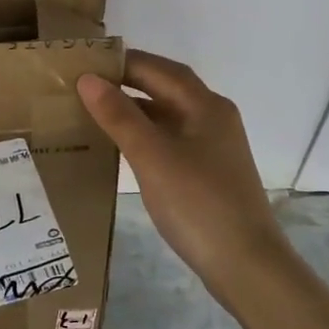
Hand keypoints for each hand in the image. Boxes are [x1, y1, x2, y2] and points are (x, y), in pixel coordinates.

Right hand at [79, 51, 289, 305]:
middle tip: (83, 85)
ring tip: (94, 111)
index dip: (120, 62)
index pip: (157, 68)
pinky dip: (144, 134)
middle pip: (165, 87)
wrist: (246, 266)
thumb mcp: (152, 156)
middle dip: (126, 82)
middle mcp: (213, 117)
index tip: (83, 63)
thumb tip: (87, 78)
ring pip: (168, 114)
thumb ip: (119, 116)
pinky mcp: (208, 171)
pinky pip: (170, 138)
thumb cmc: (198, 203)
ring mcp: (213, 145)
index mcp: (205, 105)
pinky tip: (121, 146)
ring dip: (134, 108)